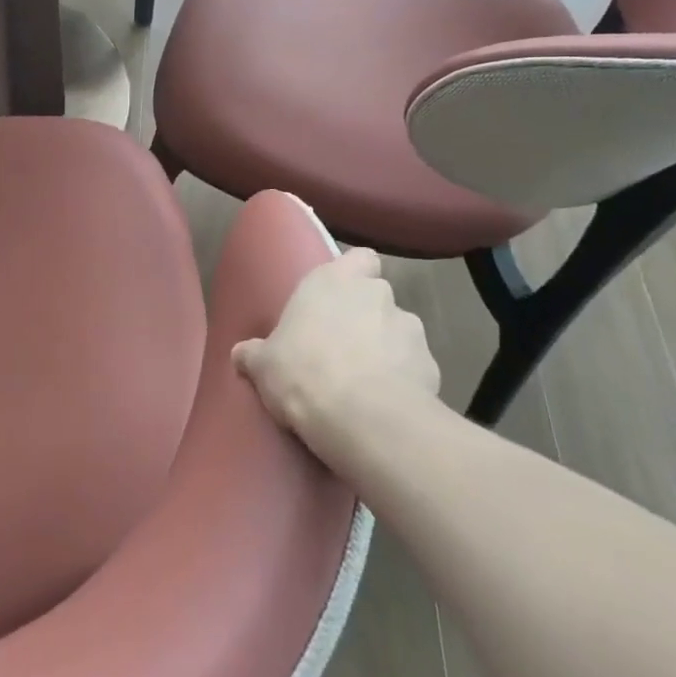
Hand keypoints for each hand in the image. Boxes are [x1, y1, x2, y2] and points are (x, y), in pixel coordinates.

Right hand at [233, 248, 439, 446]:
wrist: (363, 418)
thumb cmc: (303, 372)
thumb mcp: (263, 366)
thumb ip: (254, 354)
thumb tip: (241, 354)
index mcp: (334, 280)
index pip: (359, 258)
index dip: (354, 274)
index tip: (339, 297)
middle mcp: (376, 294)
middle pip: (377, 296)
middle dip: (366, 317)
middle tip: (343, 347)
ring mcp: (411, 328)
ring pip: (399, 332)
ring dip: (387, 349)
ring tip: (367, 382)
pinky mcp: (433, 366)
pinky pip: (416, 368)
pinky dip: (405, 381)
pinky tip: (386, 405)